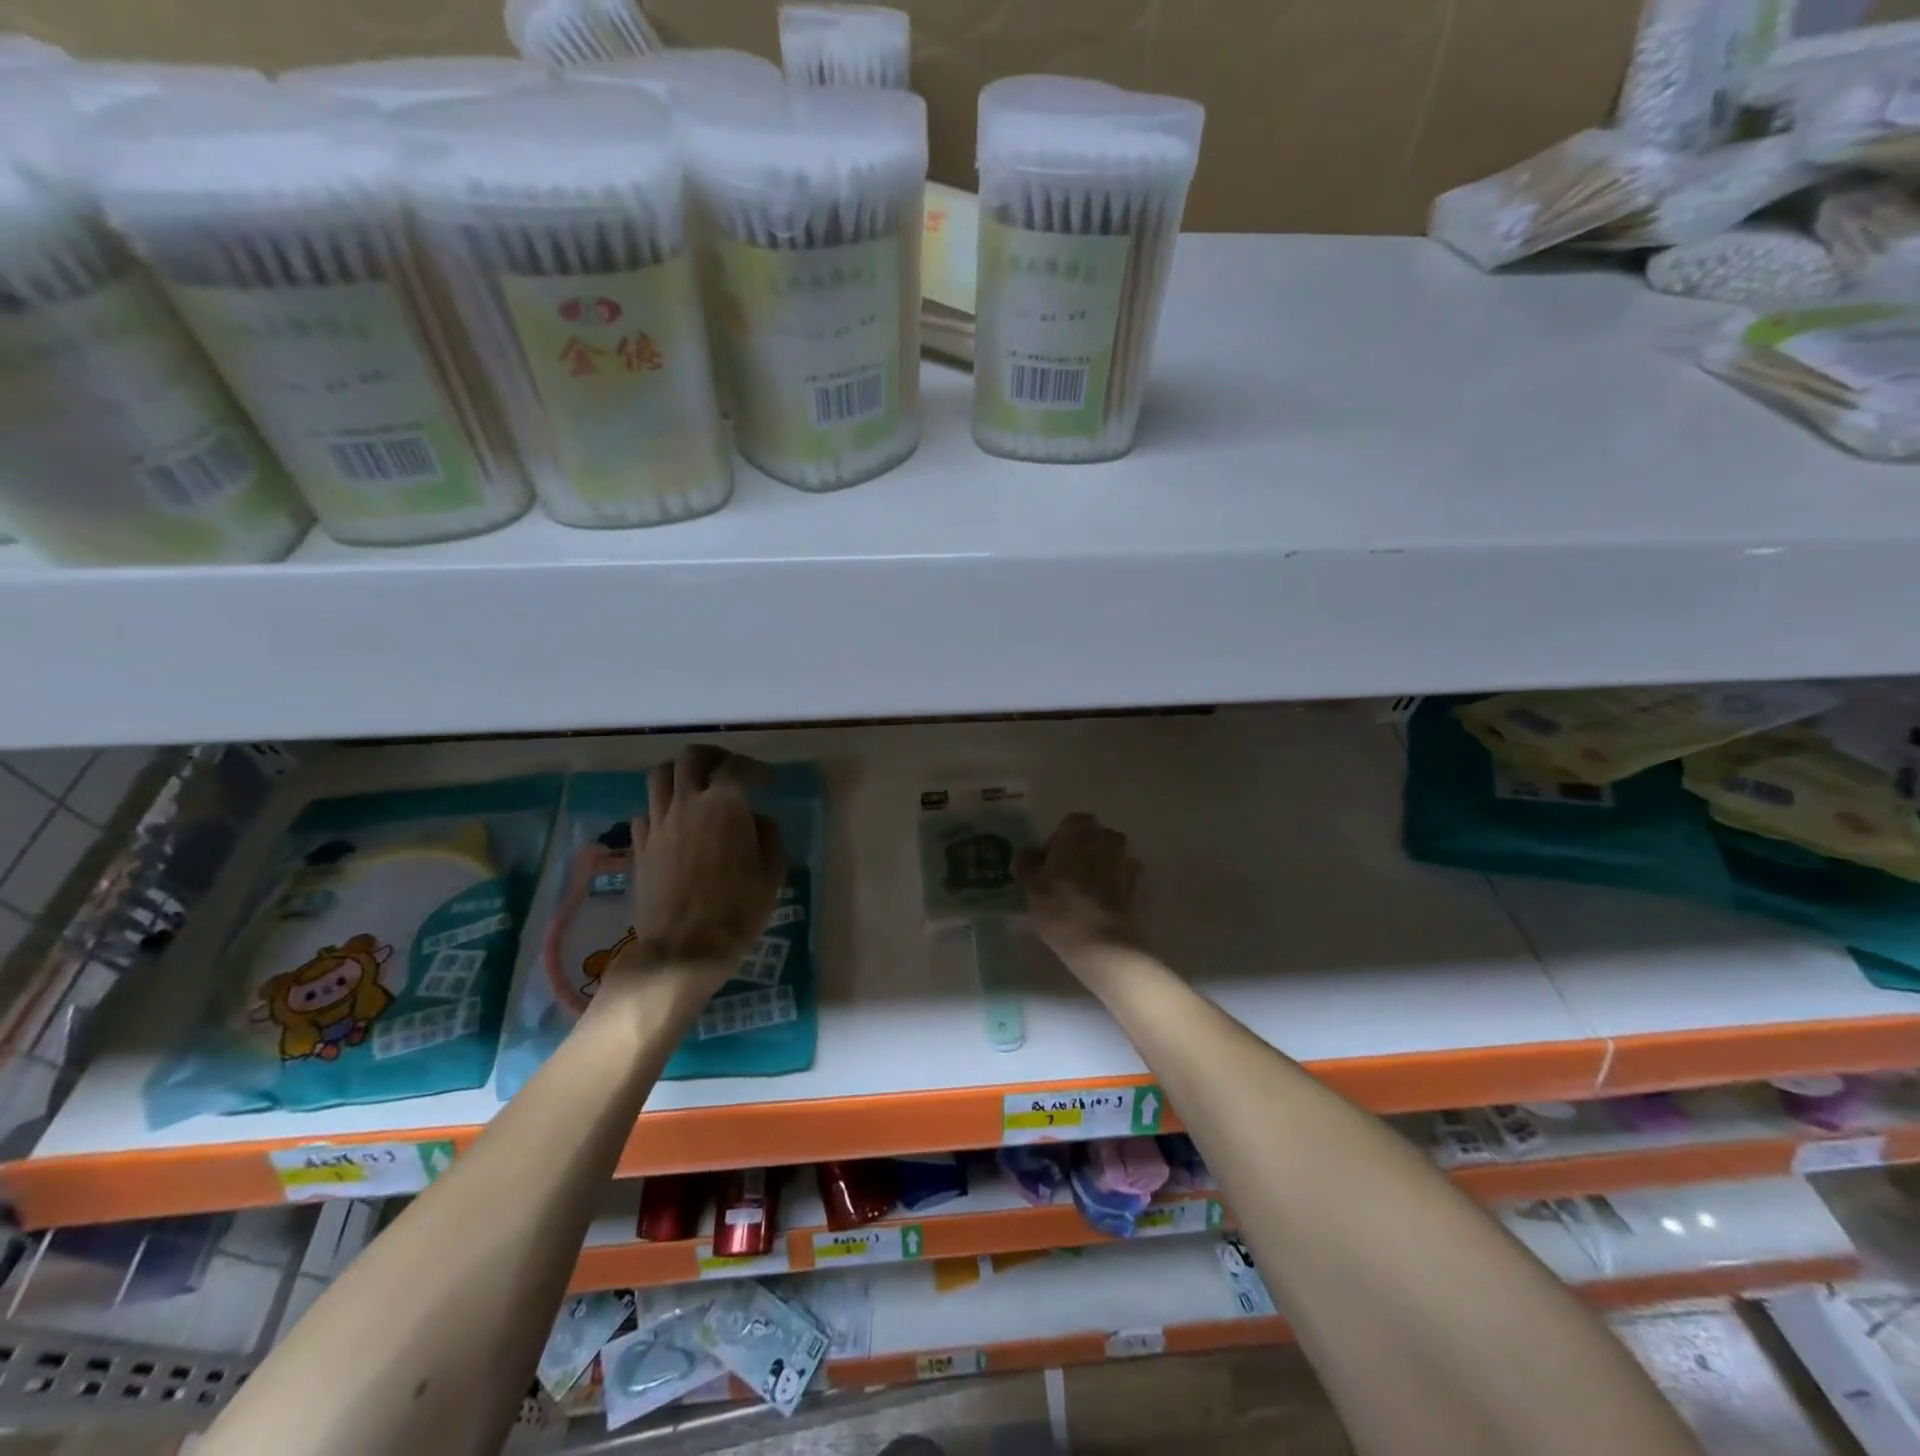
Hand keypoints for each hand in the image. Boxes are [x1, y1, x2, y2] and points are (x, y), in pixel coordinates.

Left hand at [622, 747, 785, 984]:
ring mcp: (658, 824)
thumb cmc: (736, 910)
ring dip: (679, 774)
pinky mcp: (639, 847)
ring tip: (694, 786)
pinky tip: (673, 823)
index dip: (753, 767)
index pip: (736, 766)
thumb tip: (756, 820)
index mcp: (725, 804)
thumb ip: (768, 835)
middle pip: (690, 759)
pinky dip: (661, 807)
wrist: (682, 949)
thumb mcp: (772, 873)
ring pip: (659, 777)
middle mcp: (687, 803)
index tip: (766, 780)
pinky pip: (646, 811)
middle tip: (726, 768)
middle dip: (711, 756)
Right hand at [1017, 813, 1144, 961]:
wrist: (1105, 946)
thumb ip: (1028, 863)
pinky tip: (1101, 910)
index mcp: (1080, 830)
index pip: (1068, 825)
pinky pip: (1123, 880)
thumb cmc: (1061, 908)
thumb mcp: (1031, 886)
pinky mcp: (1142, 887)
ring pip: (1109, 859)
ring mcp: (1129, 862)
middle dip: (1080, 854)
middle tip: (1064, 881)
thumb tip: (1031, 855)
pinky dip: (1114, 888)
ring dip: (1098, 870)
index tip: (1048, 866)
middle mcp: (1109, 838)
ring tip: (1084, 899)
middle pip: (1092, 840)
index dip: (1057, 844)